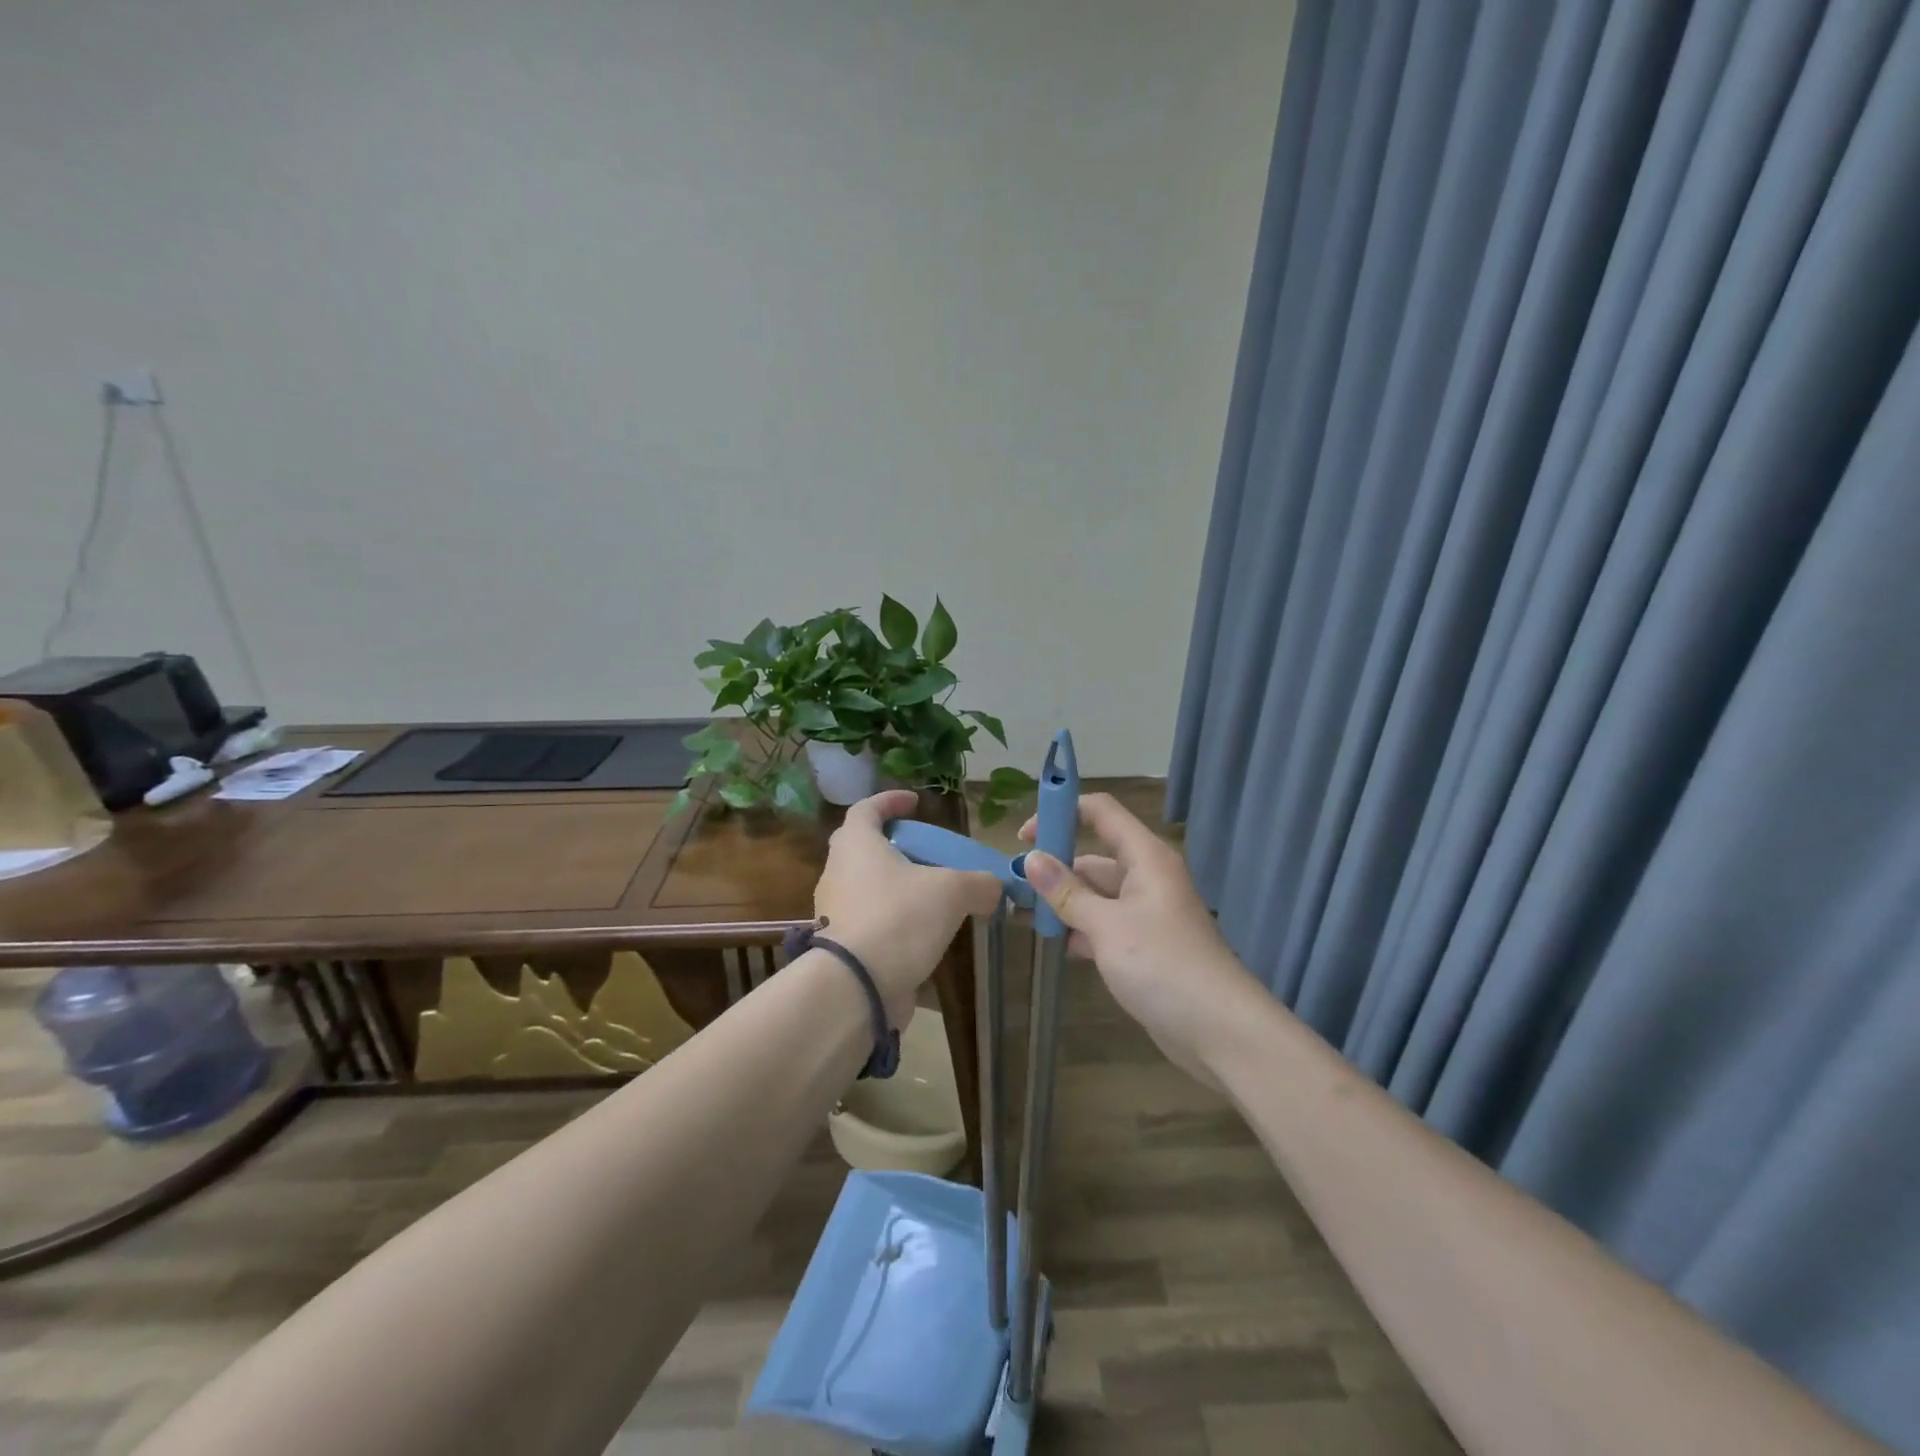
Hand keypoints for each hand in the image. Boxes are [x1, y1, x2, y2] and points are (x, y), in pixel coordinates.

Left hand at [812, 789, 1003, 1025]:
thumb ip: (979, 883)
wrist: (855, 988)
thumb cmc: (899, 919)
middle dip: (894, 845)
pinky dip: (893, 921)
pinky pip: (869, 921)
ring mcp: (834, 912)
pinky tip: (921, 935)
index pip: (867, 808)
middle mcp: (837, 872)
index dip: (890, 800)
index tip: (915, 802)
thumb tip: (994, 888)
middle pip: (863, 847)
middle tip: (925, 852)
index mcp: (856, 845)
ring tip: (932, 897)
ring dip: (896, 886)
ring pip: (866, 887)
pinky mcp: (840, 947)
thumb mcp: (952, 891)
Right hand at [1019, 793, 1261, 1085]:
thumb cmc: (1162, 965)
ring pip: (1098, 893)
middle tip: (1017, 887)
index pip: (1101, 811)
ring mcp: (1148, 911)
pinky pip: (1107, 922)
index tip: (1024, 836)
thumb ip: (1067, 892)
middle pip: (1095, 855)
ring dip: (1067, 902)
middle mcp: (1148, 876)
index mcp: (1145, 857)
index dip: (1062, 812)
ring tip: (1027, 917)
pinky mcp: (1147, 943)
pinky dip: (1084, 929)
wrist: (1219, 1030)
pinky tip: (1060, 947)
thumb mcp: (1107, 926)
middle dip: (1057, 867)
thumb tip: (1031, 859)